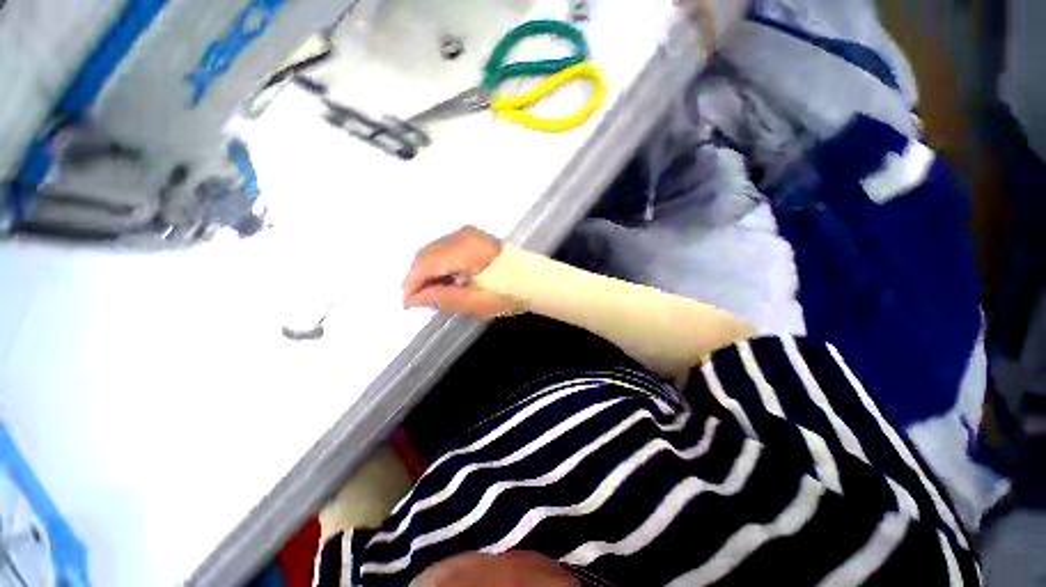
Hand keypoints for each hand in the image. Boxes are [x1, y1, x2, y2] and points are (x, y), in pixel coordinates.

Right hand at [402, 226, 519, 318]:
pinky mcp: (471, 237)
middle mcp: (462, 235)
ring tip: (437, 295)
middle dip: (419, 279)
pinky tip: (447, 283)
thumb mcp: (476, 302)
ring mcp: (467, 234)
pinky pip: (445, 250)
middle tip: (423, 302)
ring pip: (434, 252)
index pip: (426, 264)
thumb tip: (412, 299)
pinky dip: (441, 267)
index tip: (407, 305)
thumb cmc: (509, 293)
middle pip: (426, 255)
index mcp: (465, 249)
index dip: (412, 284)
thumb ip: (443, 298)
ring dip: (430, 274)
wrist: (534, 280)